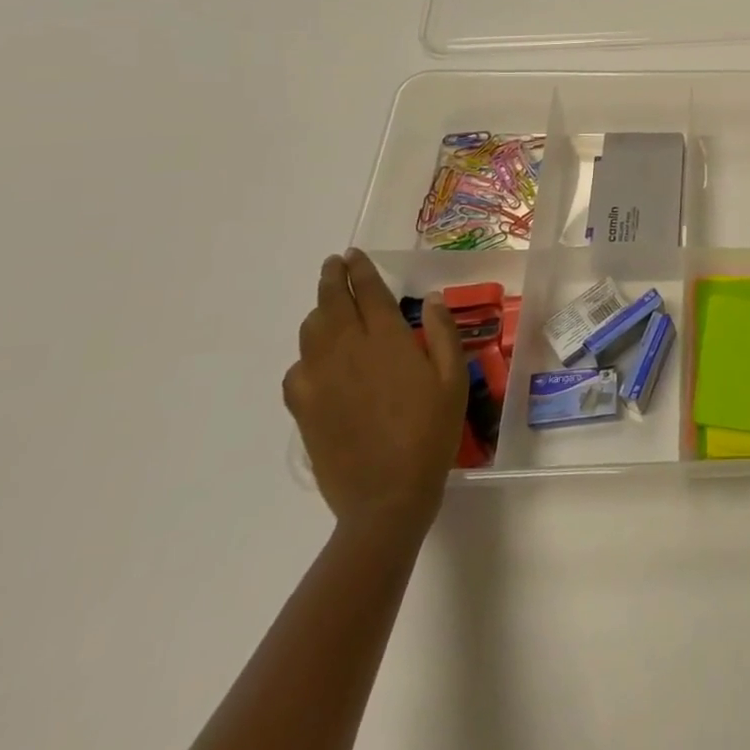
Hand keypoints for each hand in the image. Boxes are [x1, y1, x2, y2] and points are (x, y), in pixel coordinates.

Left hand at [284, 250, 468, 534]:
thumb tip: (432, 299)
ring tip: (327, 304)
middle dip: (332, 279)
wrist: (386, 495)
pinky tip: (317, 359)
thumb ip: (441, 333)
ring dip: (319, 310)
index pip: (368, 293)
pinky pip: (297, 369)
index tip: (354, 254)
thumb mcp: (453, 378)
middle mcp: (347, 351)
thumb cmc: (431, 432)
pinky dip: (306, 353)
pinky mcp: (303, 408)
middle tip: (334, 264)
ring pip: (311, 332)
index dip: (360, 270)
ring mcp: (319, 380)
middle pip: (331, 304)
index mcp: (386, 341)